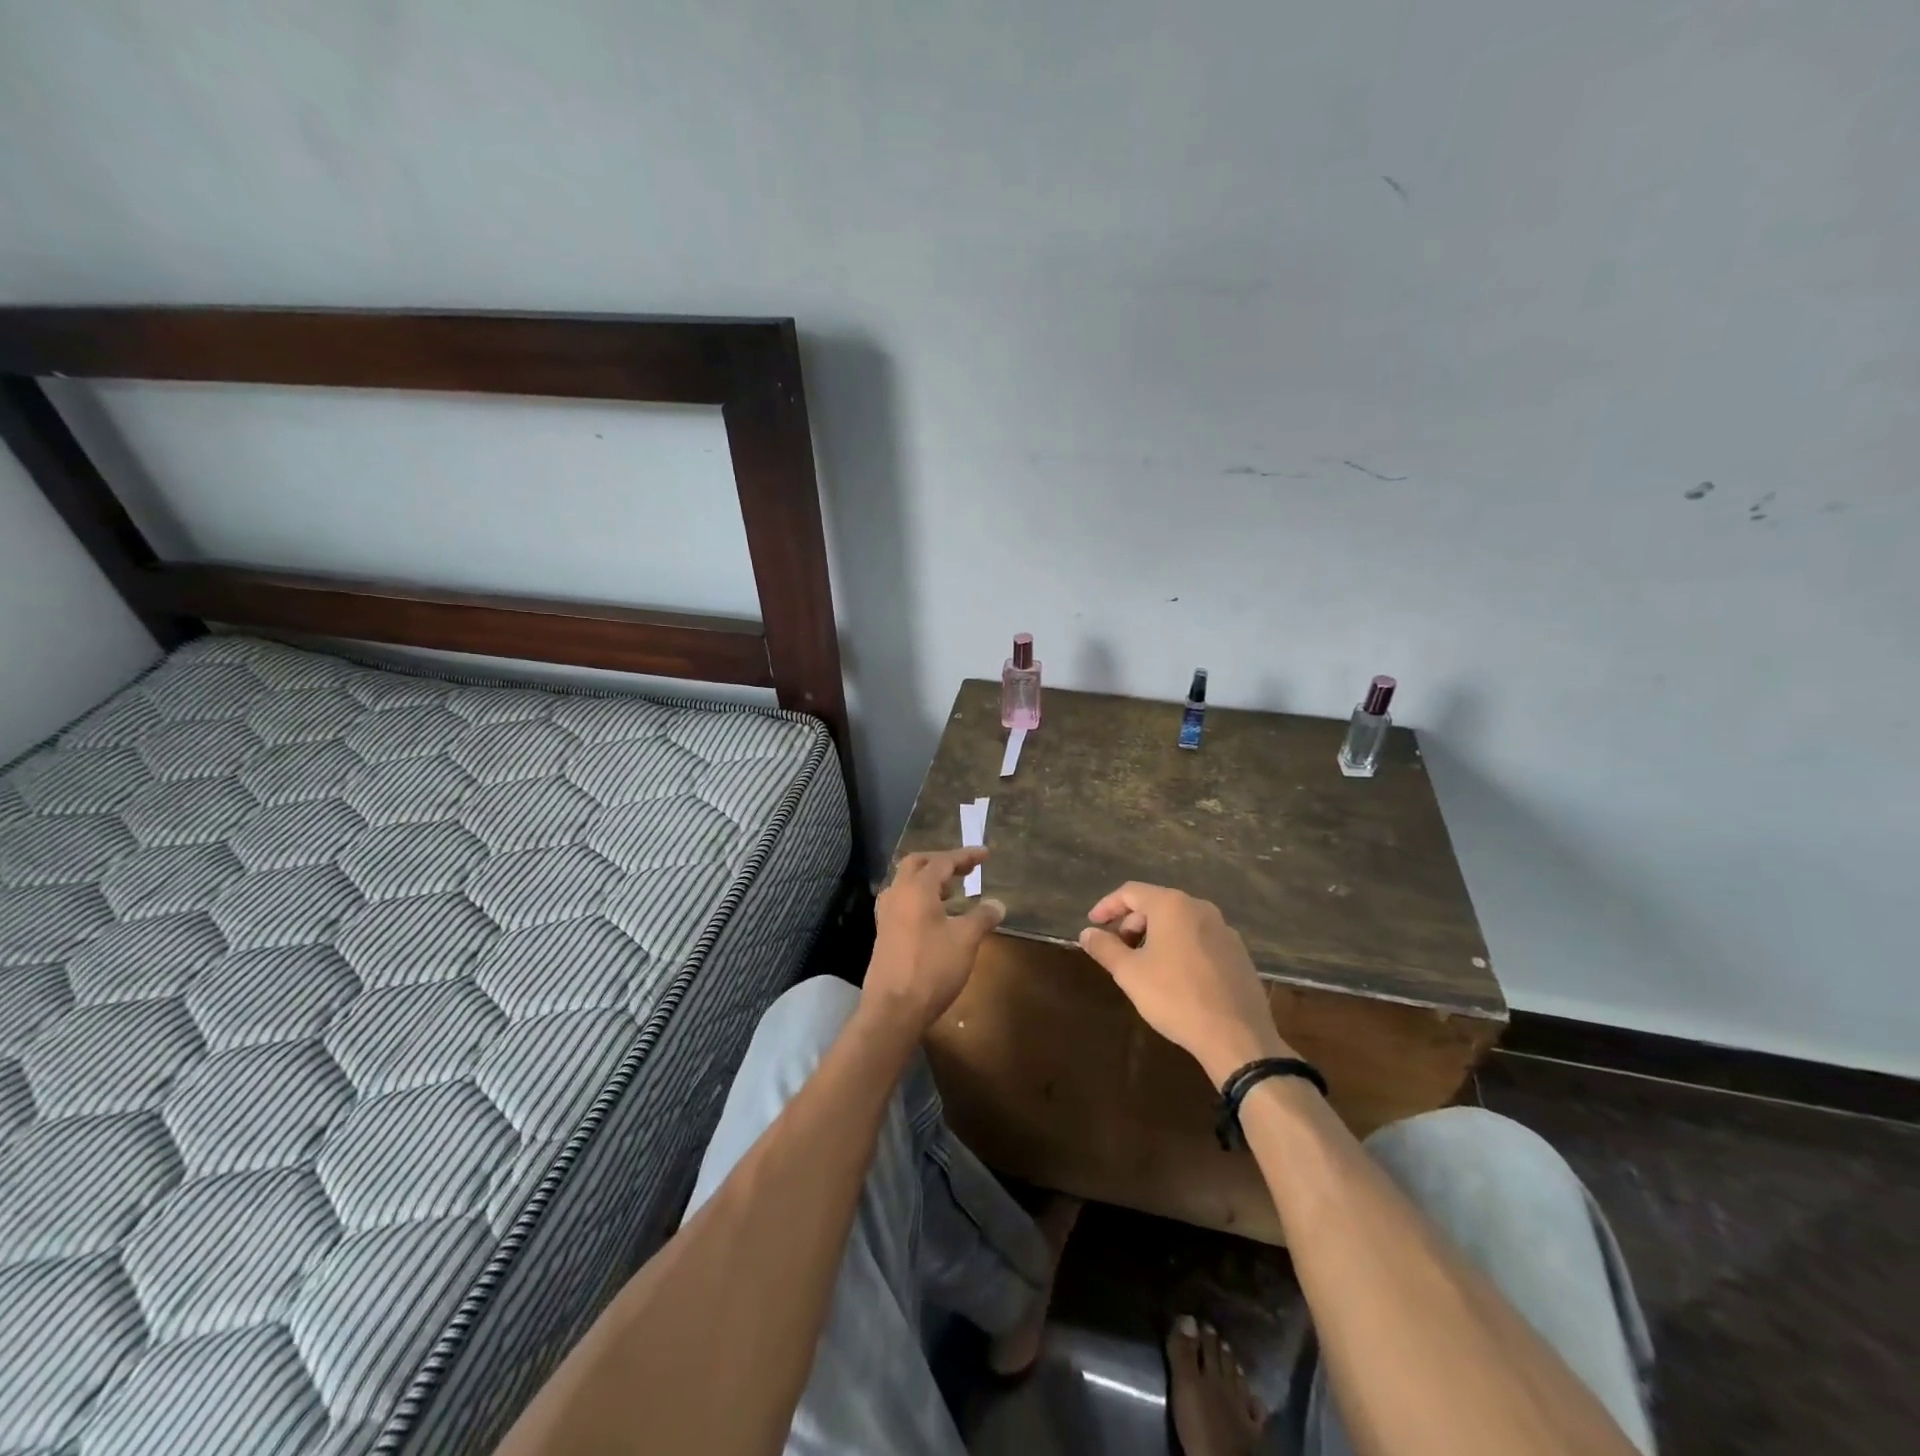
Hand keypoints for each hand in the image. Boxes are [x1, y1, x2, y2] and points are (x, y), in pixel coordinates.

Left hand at [861, 849, 1004, 1038]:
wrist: (894, 1008)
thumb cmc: (932, 968)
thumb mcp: (965, 940)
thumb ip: (982, 917)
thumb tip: (997, 903)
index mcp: (916, 888)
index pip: (942, 861)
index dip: (965, 856)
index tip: (985, 854)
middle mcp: (897, 894)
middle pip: (917, 864)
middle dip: (942, 861)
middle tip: (965, 868)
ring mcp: (886, 915)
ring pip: (906, 883)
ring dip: (928, 880)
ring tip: (953, 891)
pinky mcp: (884, 933)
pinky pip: (902, 902)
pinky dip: (920, 899)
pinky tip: (935, 916)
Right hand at [1079, 883, 1293, 1087]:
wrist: (1237, 1036)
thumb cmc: (1175, 997)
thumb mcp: (1130, 973)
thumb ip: (1105, 948)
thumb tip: (1087, 933)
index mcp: (1172, 905)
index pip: (1130, 892)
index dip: (1107, 906)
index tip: (1092, 924)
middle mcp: (1200, 908)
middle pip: (1156, 903)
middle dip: (1131, 922)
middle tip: (1117, 947)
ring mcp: (1224, 929)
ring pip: (1179, 921)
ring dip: (1155, 934)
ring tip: (1143, 962)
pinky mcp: (1238, 952)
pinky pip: (1199, 938)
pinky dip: (1179, 946)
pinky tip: (1174, 975)